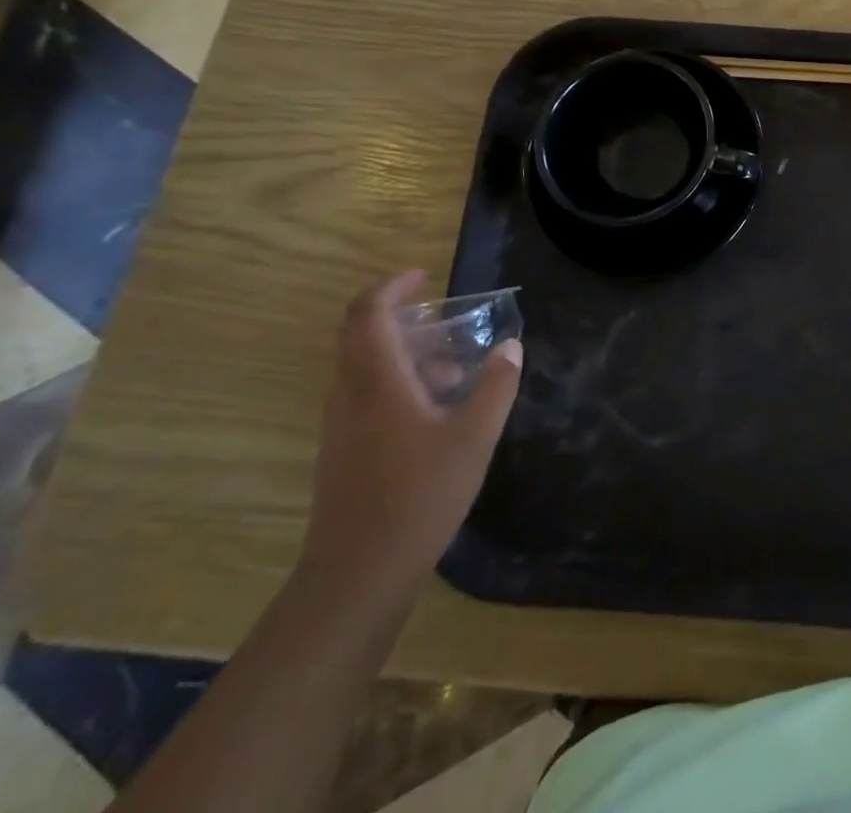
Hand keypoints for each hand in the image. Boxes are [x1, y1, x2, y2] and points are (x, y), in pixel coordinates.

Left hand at [298, 270, 521, 610]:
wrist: (359, 574)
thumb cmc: (420, 495)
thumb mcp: (475, 436)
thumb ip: (496, 385)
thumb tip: (509, 347)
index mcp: (378, 383)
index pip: (368, 315)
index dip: (391, 287)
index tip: (423, 277)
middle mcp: (350, 396)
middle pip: (360, 337)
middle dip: (401, 318)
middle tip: (446, 320)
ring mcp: (340, 427)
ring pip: (364, 369)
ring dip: (406, 355)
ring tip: (456, 370)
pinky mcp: (342, 453)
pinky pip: (365, 396)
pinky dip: (398, 383)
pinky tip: (436, 412)